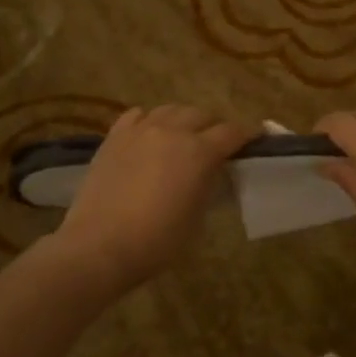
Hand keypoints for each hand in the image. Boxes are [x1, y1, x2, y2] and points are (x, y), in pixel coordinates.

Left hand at [54, 104, 255, 288]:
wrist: (99, 246)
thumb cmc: (156, 241)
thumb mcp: (197, 218)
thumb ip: (208, 185)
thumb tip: (210, 172)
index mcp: (199, 152)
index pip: (232, 132)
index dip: (247, 134)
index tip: (256, 138)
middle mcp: (172, 131)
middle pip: (202, 114)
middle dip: (214, 126)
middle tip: (217, 143)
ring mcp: (140, 130)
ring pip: (170, 109)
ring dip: (183, 119)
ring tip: (183, 136)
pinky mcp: (114, 137)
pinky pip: (137, 115)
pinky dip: (150, 120)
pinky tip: (149, 134)